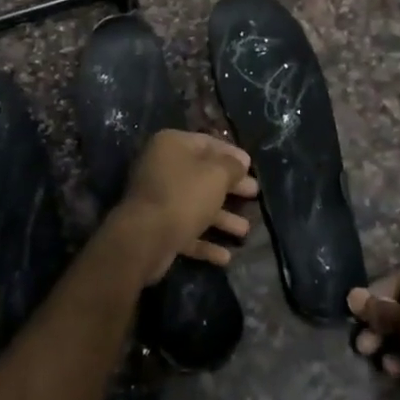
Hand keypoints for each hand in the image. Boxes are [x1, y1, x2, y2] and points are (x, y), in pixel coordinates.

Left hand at [119, 130, 257, 284]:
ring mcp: (158, 200)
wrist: (145, 239)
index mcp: (172, 146)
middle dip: (230, 187)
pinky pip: (187, 231)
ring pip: (196, 206)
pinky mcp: (158, 228)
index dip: (231, 154)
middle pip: (203, 175)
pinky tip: (226, 256)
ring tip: (245, 230)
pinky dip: (205, 242)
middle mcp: (162, 169)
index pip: (207, 143)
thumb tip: (240, 161)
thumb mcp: (216, 175)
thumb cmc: (184, 196)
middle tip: (254, 193)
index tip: (250, 165)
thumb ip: (232, 166)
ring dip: (222, 218)